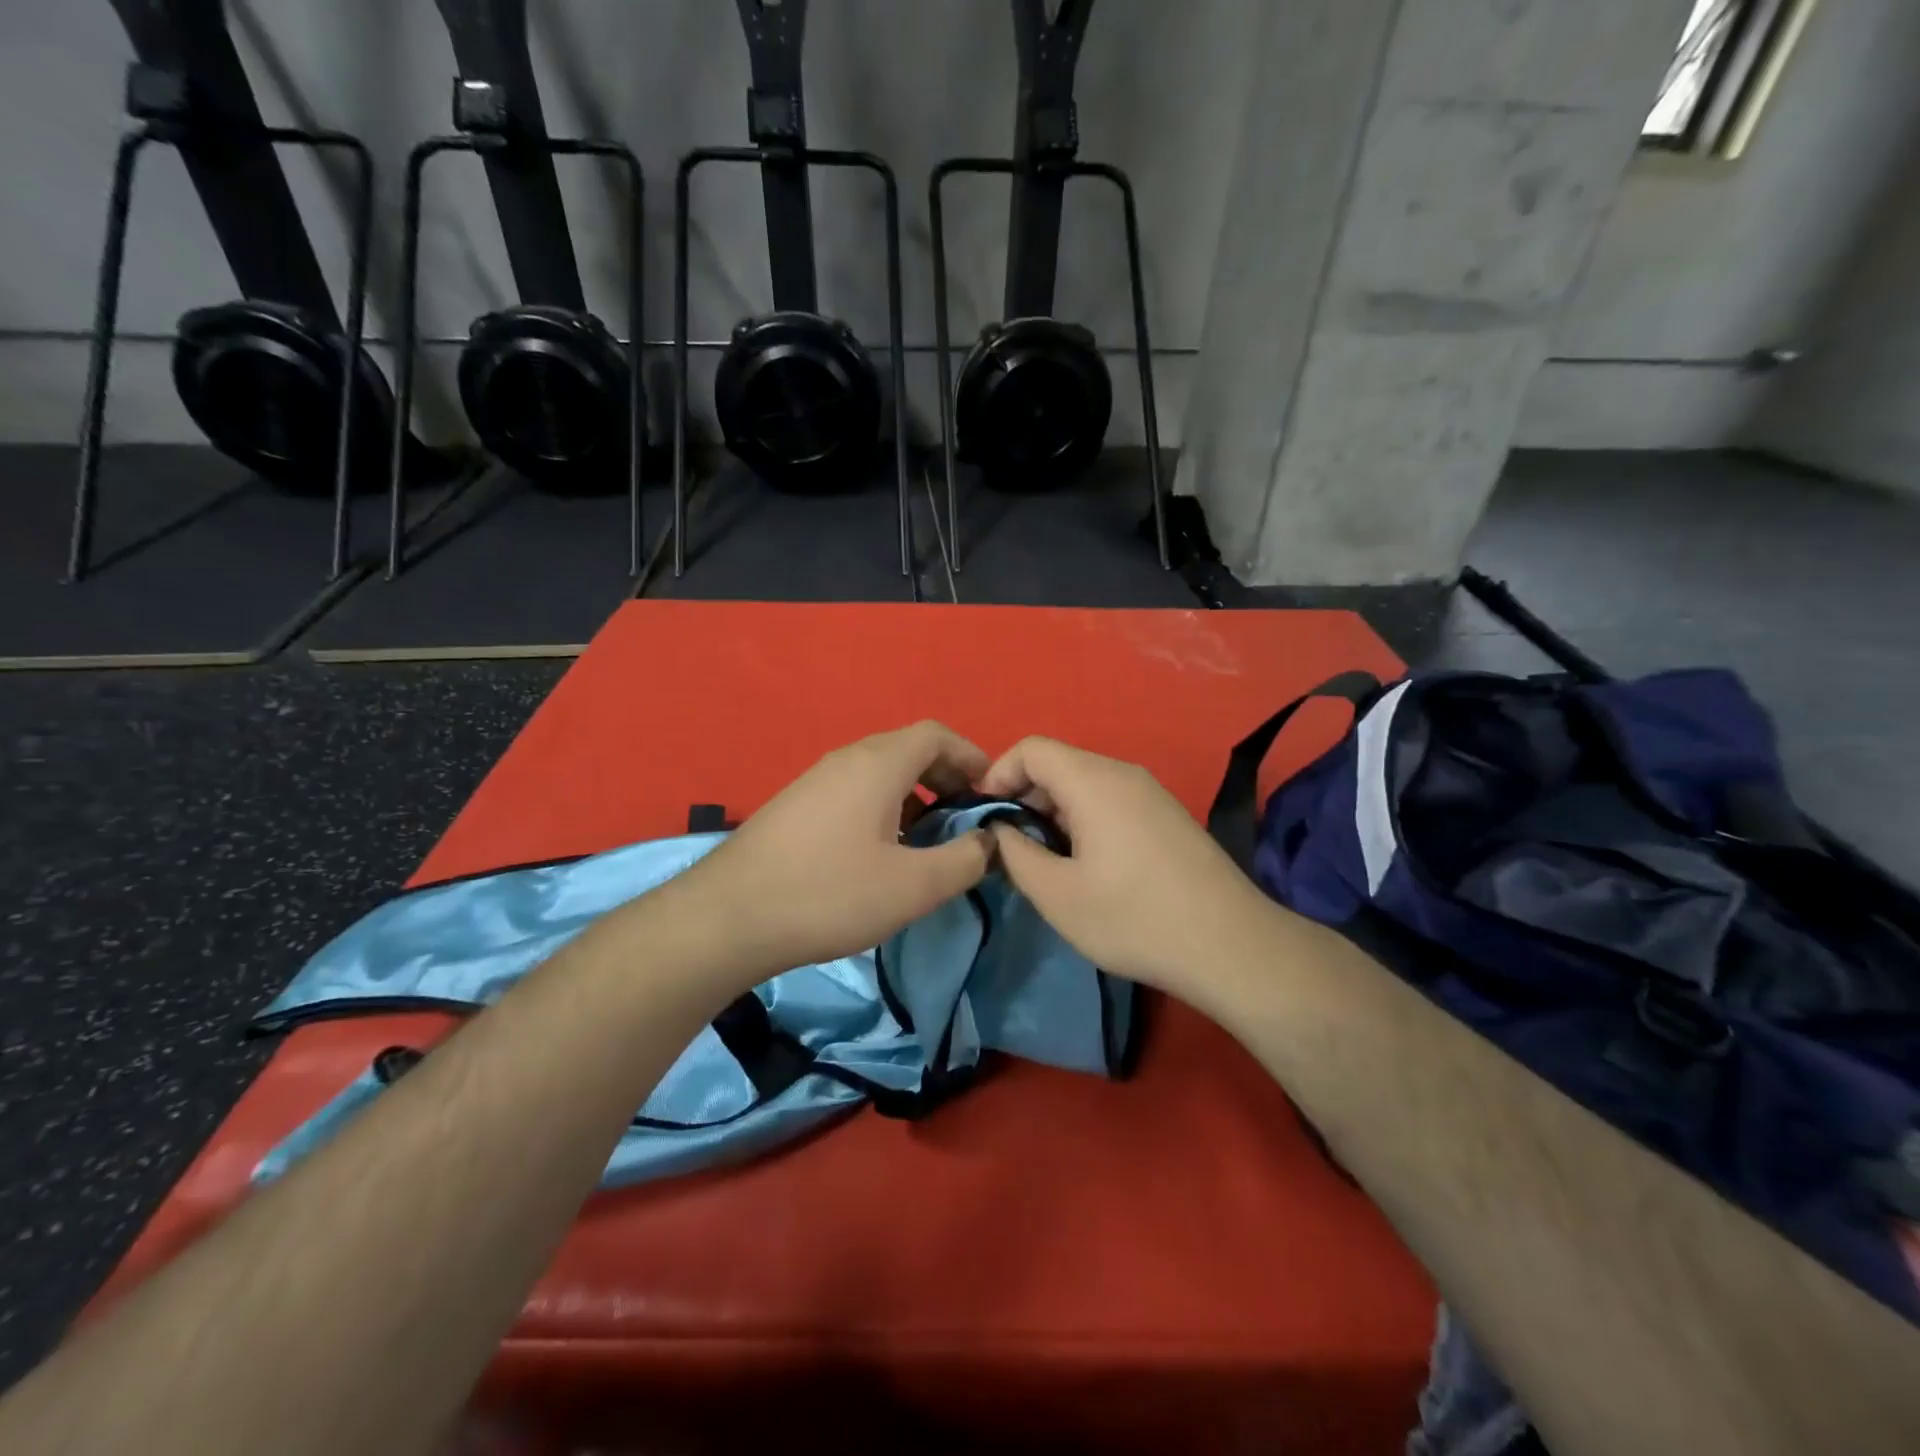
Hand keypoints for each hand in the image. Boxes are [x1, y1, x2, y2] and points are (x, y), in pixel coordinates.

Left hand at [672, 722, 993, 977]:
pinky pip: (853, 792)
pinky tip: (879, 854)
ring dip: (913, 796)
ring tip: (926, 841)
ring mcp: (814, 781)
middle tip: (963, 820)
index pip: (937, 734)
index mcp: (878, 764)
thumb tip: (990, 841)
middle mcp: (846, 759)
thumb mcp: (914, 886)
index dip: (971, 757)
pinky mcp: (795, 806)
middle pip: (908, 750)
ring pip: (879, 773)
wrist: (728, 918)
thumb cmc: (830, 894)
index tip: (990, 795)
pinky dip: (882, 808)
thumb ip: (965, 860)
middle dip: (945, 778)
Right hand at [978, 736, 1273, 997]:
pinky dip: (1084, 818)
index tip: (985, 816)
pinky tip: (1088, 864)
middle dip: (1024, 796)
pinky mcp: (1168, 815)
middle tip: (1011, 844)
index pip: (1032, 749)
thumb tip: (998, 830)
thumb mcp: (1057, 894)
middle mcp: (1123, 773)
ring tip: (1046, 858)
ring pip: (1086, 783)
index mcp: (1093, 781)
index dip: (998, 774)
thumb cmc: (1133, 918)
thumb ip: (1015, 853)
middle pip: (1059, 763)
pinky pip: (1112, 800)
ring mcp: (1151, 793)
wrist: (1231, 946)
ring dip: (1054, 810)